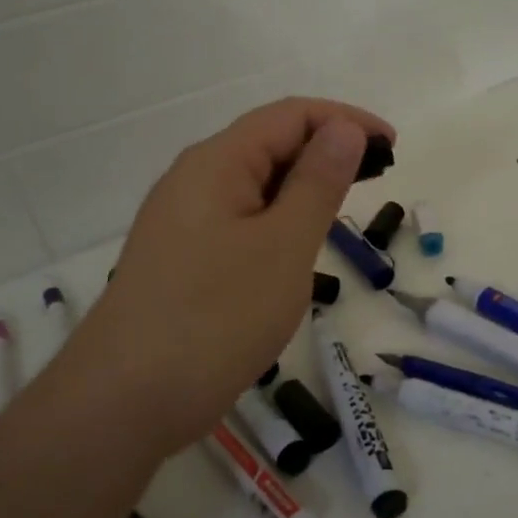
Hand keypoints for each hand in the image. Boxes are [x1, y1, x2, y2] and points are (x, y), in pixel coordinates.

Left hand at [59, 97, 394, 456]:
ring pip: (254, 187)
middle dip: (326, 152)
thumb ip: (317, 182)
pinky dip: (277, 222)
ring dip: (302, 189)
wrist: (125, 401)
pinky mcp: (181, 259)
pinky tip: (295, 250)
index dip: (345, 121)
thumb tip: (343, 128)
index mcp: (217, 162)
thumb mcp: (284, 246)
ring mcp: (182, 222)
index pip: (290, 116)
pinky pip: (239, 222)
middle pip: (268, 144)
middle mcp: (193, 180)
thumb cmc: (216, 317)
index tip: (392, 148)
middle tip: (377, 182)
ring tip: (342, 214)